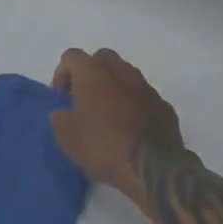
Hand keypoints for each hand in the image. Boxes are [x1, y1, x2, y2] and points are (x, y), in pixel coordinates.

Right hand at [50, 48, 186, 190]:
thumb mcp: (67, 138)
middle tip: (84, 100)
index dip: (62, 75)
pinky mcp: (163, 104)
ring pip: (124, 75)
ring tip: (108, 116)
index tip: (61, 98)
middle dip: (90, 75)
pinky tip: (130, 128)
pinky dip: (133, 105)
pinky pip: (142, 96)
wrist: (154, 166)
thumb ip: (59, 119)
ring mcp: (145, 86)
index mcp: (92, 71)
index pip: (71, 57)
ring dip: (114, 88)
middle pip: (101, 59)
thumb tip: (61, 113)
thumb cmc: (103, 146)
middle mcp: (120, 70)